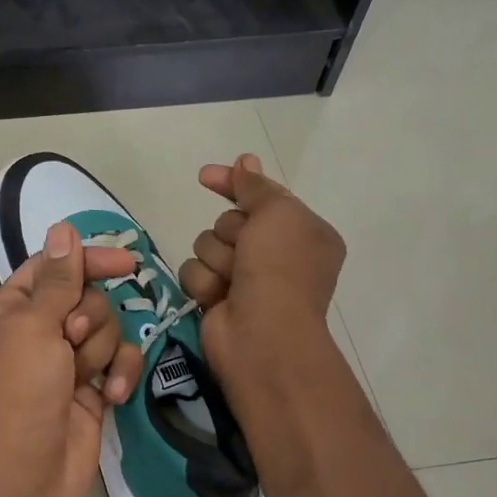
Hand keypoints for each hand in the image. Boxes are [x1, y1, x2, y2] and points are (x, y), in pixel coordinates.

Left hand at [0, 223, 145, 496]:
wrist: (24, 482)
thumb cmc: (18, 396)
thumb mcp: (32, 329)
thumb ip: (58, 281)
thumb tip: (64, 229)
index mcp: (8, 313)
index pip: (52, 269)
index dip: (86, 261)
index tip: (125, 264)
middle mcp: (36, 334)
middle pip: (85, 298)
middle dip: (89, 317)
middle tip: (72, 341)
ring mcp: (65, 365)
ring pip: (106, 330)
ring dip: (102, 350)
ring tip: (85, 377)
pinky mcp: (91, 393)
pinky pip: (117, 365)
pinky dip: (119, 376)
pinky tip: (113, 396)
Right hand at [178, 153, 345, 396]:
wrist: (262, 335)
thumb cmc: (279, 269)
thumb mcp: (277, 214)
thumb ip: (256, 186)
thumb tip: (245, 160)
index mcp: (302, 232)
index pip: (262, 196)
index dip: (234, 184)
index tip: (205, 176)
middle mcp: (276, 255)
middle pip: (229, 221)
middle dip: (230, 233)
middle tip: (246, 253)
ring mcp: (245, 279)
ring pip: (207, 246)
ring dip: (216, 259)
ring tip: (232, 280)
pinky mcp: (218, 299)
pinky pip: (194, 273)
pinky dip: (204, 283)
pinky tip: (217, 298)